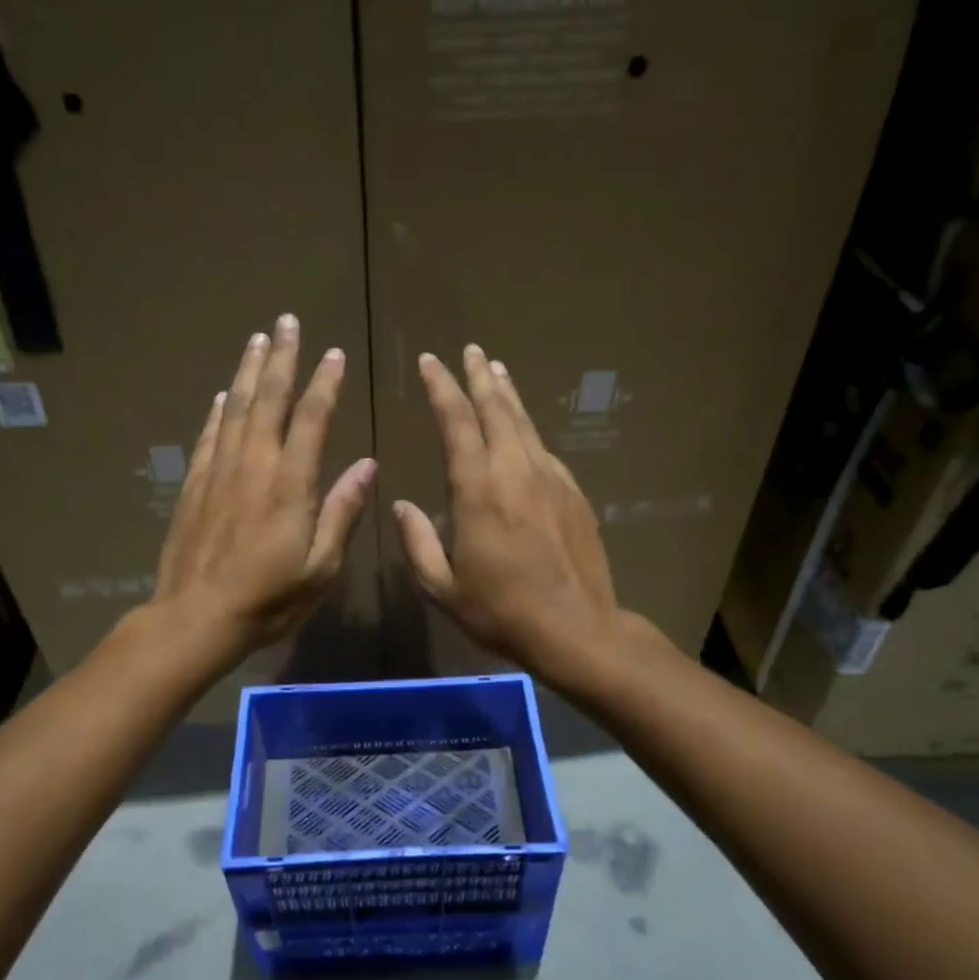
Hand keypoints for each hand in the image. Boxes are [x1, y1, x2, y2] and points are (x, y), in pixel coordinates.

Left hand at [152, 315, 375, 668]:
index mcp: (291, 484)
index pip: (312, 419)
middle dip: (280, 358)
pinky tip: (221, 395)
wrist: (197, 617)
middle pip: (268, 399)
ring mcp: (219, 472)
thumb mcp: (320, 566)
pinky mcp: (194, 485)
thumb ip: (342, 511)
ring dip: (247, 371)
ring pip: (234, 408)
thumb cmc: (269, 599)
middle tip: (286, 321)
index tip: (334, 353)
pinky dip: (217, 411)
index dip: (325, 383)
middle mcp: (254, 465)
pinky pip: (209, 436)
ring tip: (256, 340)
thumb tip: (368, 465)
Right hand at [393, 345, 623, 680]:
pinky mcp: (574, 494)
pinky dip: (528, 431)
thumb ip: (418, 542)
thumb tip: (401, 505)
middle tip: (470, 350)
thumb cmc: (502, 611)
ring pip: (525, 424)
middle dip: (479, 377)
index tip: (430, 362)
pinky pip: (544, 450)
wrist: (577, 629)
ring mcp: (551, 479)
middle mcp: (516, 471)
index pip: (456, 422)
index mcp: (478, 490)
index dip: (441, 388)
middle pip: (497, 409)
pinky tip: (523, 433)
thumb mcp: (443, 587)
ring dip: (508, 395)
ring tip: (496, 371)